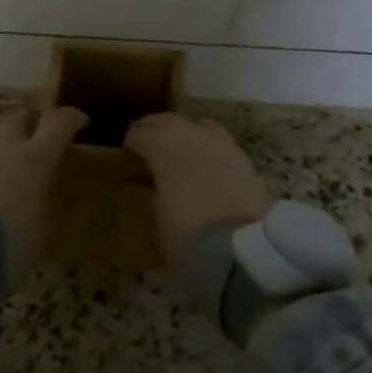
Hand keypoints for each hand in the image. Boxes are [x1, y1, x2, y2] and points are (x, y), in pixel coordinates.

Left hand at [0, 106, 87, 292]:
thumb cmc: (8, 243)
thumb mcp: (41, 238)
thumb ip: (44, 215)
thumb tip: (43, 209)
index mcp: (35, 160)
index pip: (59, 123)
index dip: (71, 118)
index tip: (79, 121)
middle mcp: (2, 151)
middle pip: (17, 119)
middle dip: (28, 123)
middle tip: (36, 138)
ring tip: (0, 190)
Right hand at [124, 113, 269, 271]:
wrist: (242, 252)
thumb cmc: (188, 236)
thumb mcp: (158, 215)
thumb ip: (154, 189)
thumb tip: (156, 182)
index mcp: (163, 147)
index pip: (141, 132)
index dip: (132, 141)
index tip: (127, 153)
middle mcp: (192, 135)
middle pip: (168, 120)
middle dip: (156, 129)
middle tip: (148, 143)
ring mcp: (221, 144)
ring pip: (198, 124)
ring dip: (186, 132)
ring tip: (180, 148)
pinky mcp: (244, 158)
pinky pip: (220, 142)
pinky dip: (209, 147)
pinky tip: (207, 163)